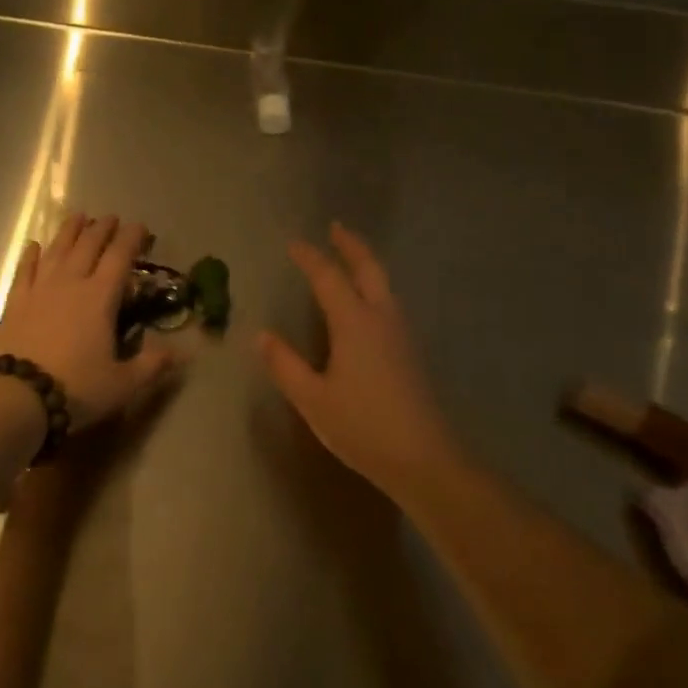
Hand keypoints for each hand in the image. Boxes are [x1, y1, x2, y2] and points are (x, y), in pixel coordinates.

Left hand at [0, 213, 174, 431]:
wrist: (15, 398)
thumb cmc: (75, 388)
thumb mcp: (122, 384)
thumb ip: (152, 365)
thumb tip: (182, 352)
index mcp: (100, 297)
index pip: (120, 257)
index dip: (132, 238)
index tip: (140, 227)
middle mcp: (71, 283)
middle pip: (88, 245)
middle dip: (103, 229)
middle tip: (111, 218)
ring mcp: (40, 289)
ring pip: (57, 250)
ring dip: (70, 231)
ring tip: (78, 217)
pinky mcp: (15, 302)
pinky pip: (25, 270)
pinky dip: (30, 255)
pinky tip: (33, 245)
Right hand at [260, 222, 459, 491]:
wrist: (425, 460)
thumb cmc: (363, 427)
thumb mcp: (313, 399)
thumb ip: (285, 365)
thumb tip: (261, 336)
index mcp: (354, 322)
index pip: (328, 277)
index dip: (310, 257)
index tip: (294, 243)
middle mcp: (380, 318)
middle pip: (368, 268)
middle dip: (351, 245)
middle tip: (336, 227)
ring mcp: (400, 334)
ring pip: (384, 283)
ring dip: (366, 263)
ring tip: (351, 256)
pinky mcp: (410, 351)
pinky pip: (389, 302)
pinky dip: (375, 285)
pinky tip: (367, 302)